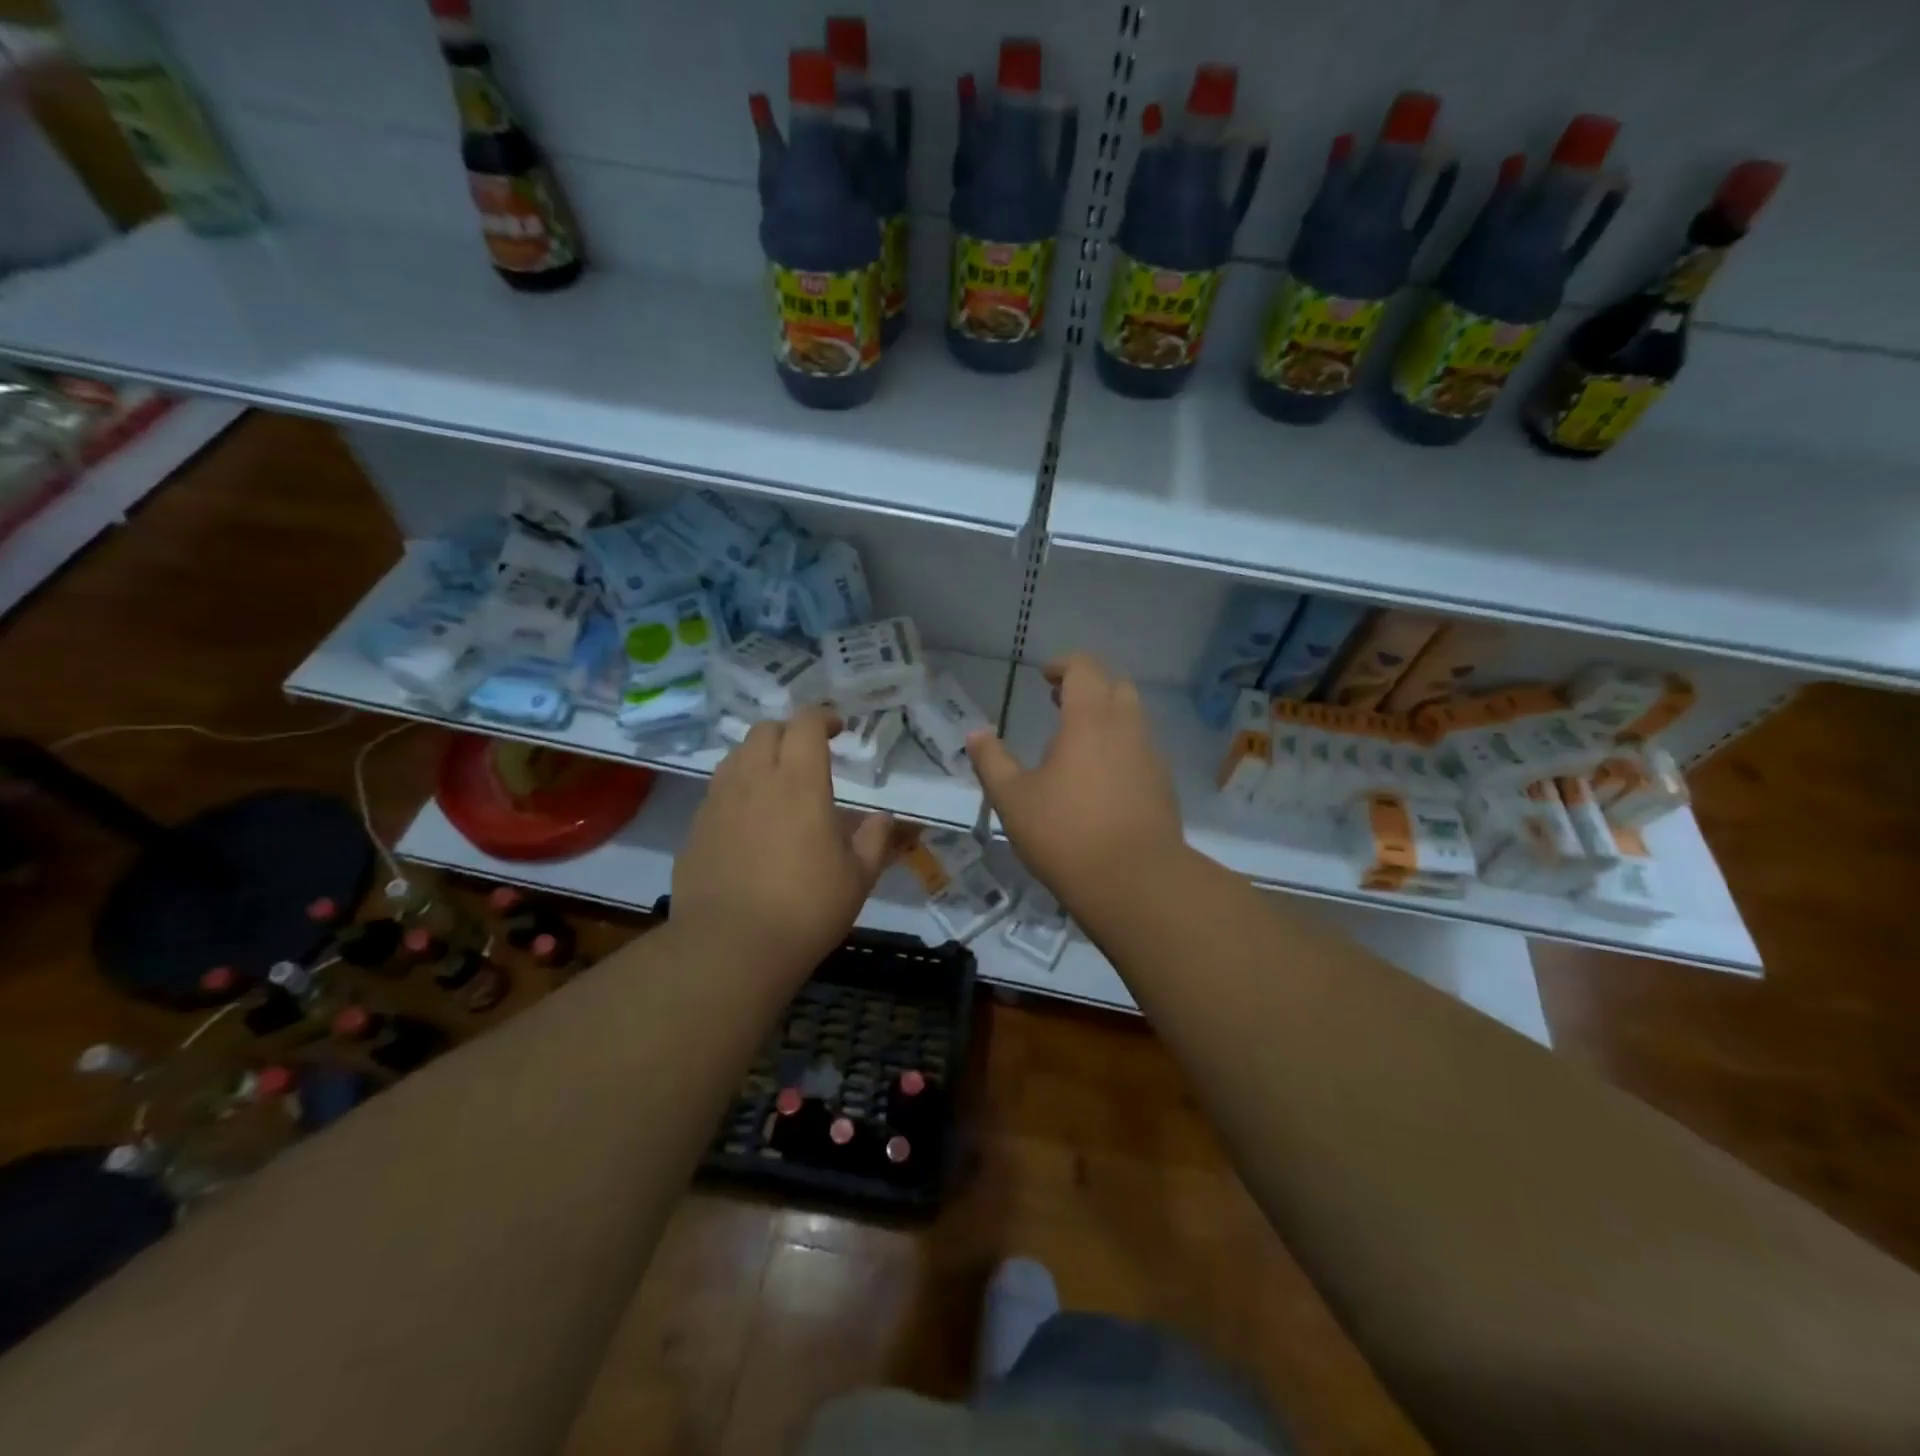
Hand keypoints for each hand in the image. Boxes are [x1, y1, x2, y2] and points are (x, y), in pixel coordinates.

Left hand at [672, 708, 893, 985]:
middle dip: (789, 731)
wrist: (730, 948)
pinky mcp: (696, 828)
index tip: (837, 727)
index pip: (806, 725)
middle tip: (807, 752)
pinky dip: (737, 789)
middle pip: (765, 730)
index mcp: (800, 783)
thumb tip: (882, 819)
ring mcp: (719, 803)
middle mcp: (755, 780)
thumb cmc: (806, 909)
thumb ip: (873, 840)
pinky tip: (748, 819)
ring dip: (759, 755)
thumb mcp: (857, 878)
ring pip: (735, 756)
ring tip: (775, 780)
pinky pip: (717, 791)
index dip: (822, 717)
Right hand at [966, 653, 1185, 914]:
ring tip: (1075, 745)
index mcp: (1090, 719)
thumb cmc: (1066, 834)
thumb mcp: (1012, 799)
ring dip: (1106, 718)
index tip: (1044, 678)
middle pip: (1115, 686)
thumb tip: (975, 733)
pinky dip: (1120, 748)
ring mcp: (1151, 757)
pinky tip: (1099, 780)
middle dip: (1088, 687)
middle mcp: (1127, 728)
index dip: (1063, 665)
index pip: (1084, 667)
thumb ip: (991, 761)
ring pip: (1132, 718)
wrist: (1136, 882)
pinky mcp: (1163, 786)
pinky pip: (1141, 750)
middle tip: (1059, 705)